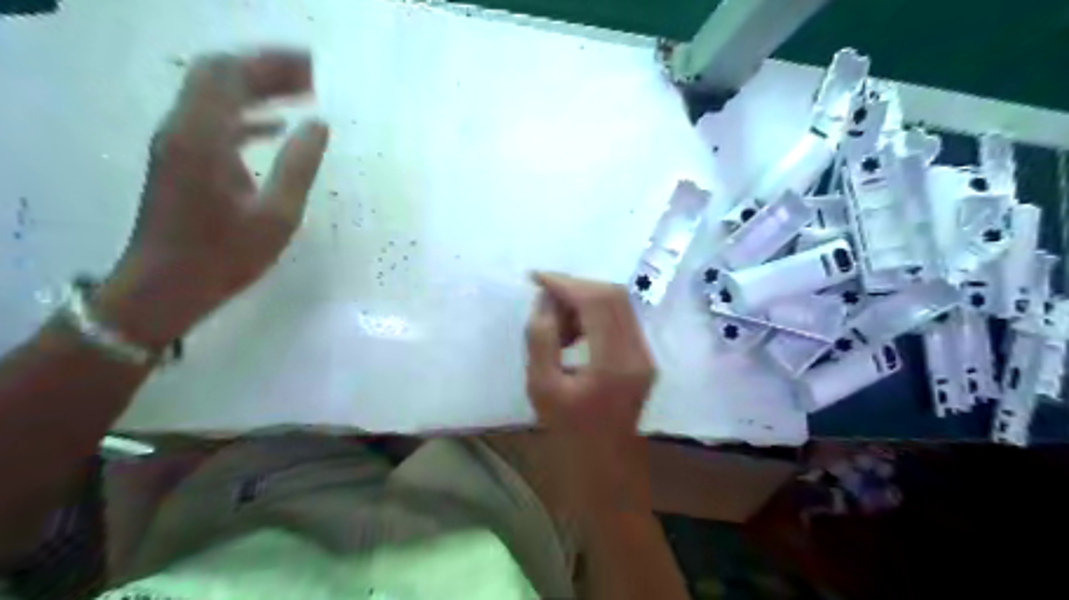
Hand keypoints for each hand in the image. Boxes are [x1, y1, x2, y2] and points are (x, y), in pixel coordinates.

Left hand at [94, 50, 329, 348]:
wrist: (167, 286)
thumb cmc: (225, 255)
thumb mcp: (276, 215)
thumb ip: (299, 165)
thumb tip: (318, 125)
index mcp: (204, 137)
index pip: (230, 74)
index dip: (271, 63)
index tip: (313, 68)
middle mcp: (183, 129)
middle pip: (219, 76)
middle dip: (266, 70)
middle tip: (312, 78)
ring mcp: (178, 143)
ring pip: (216, 96)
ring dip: (257, 89)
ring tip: (302, 94)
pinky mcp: (182, 160)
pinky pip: (214, 120)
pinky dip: (246, 114)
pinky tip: (277, 126)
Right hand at [526, 271, 656, 513]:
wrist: (606, 474)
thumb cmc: (569, 439)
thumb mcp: (542, 389)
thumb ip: (541, 339)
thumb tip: (544, 302)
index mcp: (615, 362)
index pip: (597, 301)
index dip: (566, 283)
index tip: (536, 278)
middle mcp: (639, 352)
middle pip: (613, 296)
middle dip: (575, 289)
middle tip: (544, 301)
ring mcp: (645, 356)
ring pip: (617, 306)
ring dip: (584, 303)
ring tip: (554, 326)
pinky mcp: (642, 360)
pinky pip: (619, 322)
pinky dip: (593, 318)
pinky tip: (571, 336)